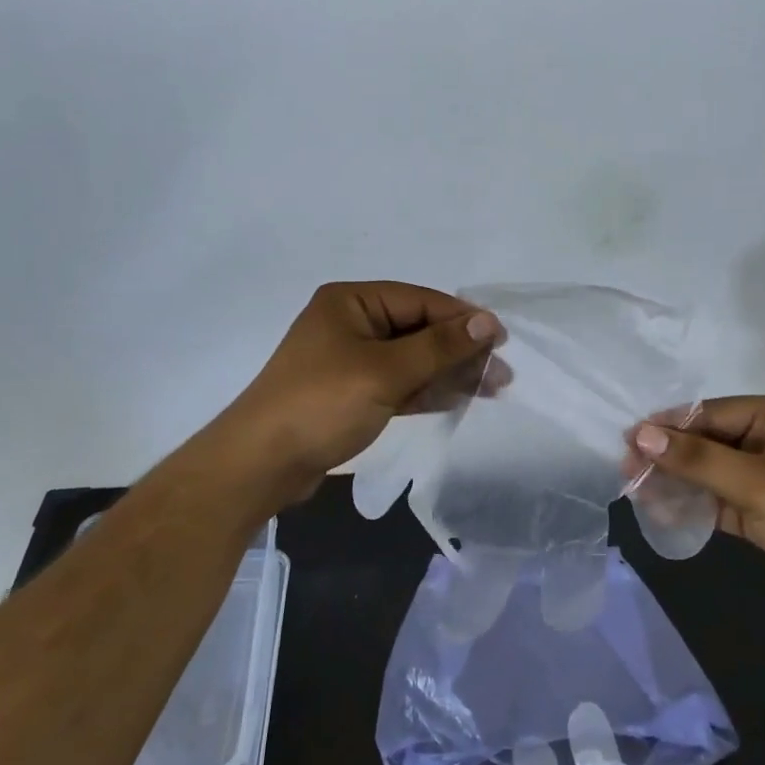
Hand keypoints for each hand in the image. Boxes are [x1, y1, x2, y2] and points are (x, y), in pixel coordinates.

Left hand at [224, 282, 501, 498]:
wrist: (262, 463)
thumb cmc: (322, 404)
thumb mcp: (385, 372)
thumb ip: (439, 346)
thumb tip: (487, 321)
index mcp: (352, 302)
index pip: (420, 301)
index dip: (463, 319)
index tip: (502, 340)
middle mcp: (352, 323)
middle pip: (418, 329)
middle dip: (459, 350)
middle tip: (501, 373)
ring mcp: (351, 360)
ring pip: (412, 359)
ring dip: (448, 372)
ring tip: (491, 389)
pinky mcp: (352, 392)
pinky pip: (399, 383)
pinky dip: (427, 390)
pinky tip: (458, 398)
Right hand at [628, 397, 764, 625]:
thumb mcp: (755, 483)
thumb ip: (697, 459)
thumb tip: (640, 435)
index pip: (711, 413)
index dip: (669, 426)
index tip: (628, 440)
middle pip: (708, 441)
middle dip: (670, 455)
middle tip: (627, 469)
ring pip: (710, 471)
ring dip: (677, 480)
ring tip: (637, 490)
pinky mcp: (763, 510)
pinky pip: (718, 499)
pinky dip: (693, 504)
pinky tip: (662, 511)